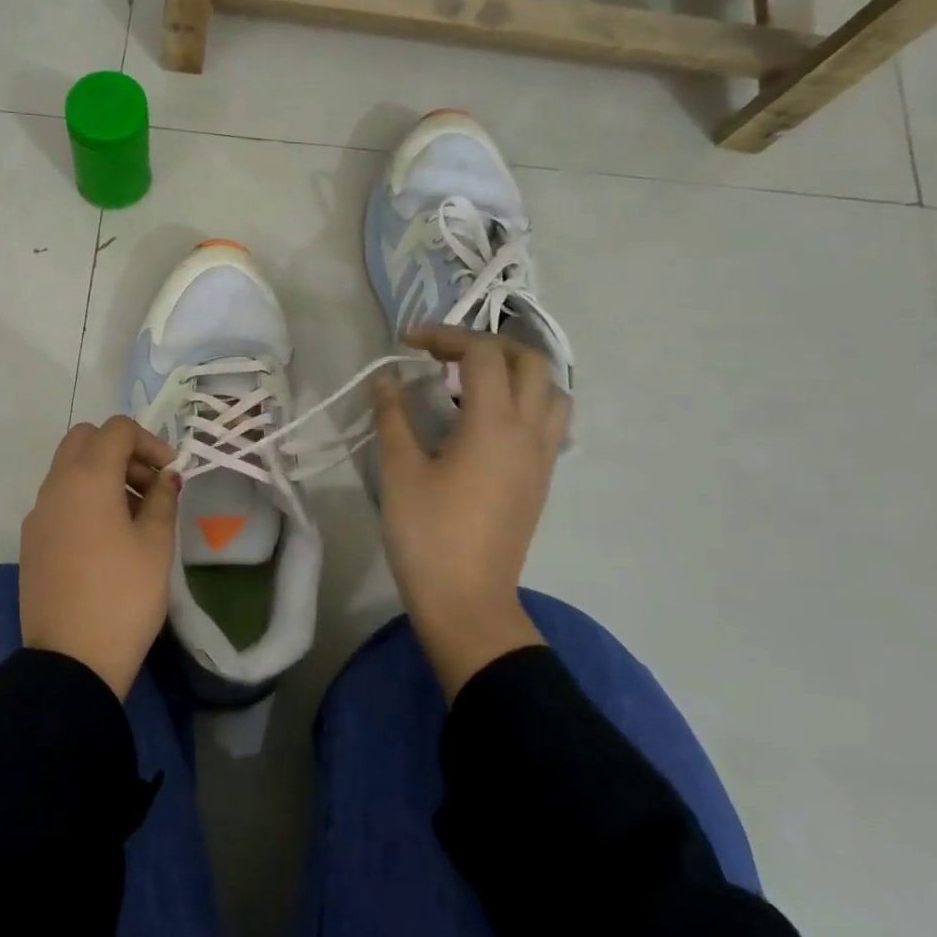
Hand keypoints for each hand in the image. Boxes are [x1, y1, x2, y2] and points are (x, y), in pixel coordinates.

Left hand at [20, 416, 179, 697]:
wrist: (71, 659)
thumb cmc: (124, 596)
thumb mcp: (156, 544)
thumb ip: (163, 500)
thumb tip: (165, 478)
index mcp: (87, 478)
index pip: (116, 430)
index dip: (150, 441)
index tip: (171, 473)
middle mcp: (55, 486)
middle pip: (85, 440)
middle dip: (121, 452)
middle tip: (150, 487)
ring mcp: (38, 513)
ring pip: (69, 469)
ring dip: (103, 475)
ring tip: (136, 515)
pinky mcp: (31, 540)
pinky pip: (59, 499)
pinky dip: (84, 499)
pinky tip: (108, 538)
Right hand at [372, 326, 570, 700]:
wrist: (466, 601)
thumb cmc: (427, 534)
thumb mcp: (399, 471)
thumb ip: (393, 417)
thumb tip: (386, 380)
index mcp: (494, 425)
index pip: (482, 354)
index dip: (445, 335)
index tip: (407, 342)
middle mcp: (529, 432)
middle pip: (529, 361)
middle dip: (486, 345)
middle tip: (443, 355)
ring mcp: (541, 457)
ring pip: (550, 391)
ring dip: (515, 372)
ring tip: (471, 383)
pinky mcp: (540, 480)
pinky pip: (549, 422)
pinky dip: (524, 402)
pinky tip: (485, 422)